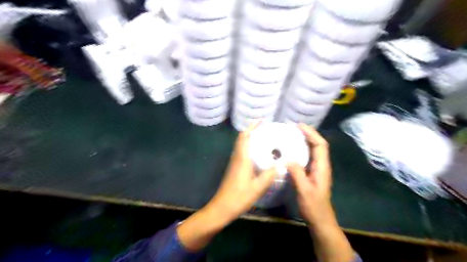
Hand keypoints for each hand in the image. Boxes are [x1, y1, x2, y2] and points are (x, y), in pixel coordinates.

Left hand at [178, 123, 274, 251]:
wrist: (222, 207)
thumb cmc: (239, 197)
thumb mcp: (257, 187)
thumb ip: (269, 175)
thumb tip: (281, 165)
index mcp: (241, 158)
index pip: (244, 137)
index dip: (251, 127)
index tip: (261, 121)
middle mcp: (236, 158)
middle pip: (242, 139)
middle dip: (251, 131)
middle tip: (265, 129)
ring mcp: (234, 163)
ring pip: (241, 145)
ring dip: (249, 138)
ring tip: (263, 138)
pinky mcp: (234, 169)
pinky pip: (242, 153)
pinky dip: (248, 147)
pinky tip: (258, 154)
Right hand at [287, 124, 333, 225]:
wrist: (320, 220)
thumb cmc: (314, 206)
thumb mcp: (304, 190)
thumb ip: (297, 174)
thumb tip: (288, 158)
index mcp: (322, 167)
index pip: (320, 145)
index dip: (311, 133)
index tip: (299, 126)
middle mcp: (321, 165)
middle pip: (318, 145)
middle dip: (308, 134)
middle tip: (294, 127)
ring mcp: (316, 169)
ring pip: (313, 150)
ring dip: (305, 140)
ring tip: (292, 134)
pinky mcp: (311, 173)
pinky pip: (307, 157)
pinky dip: (301, 149)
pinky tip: (291, 150)